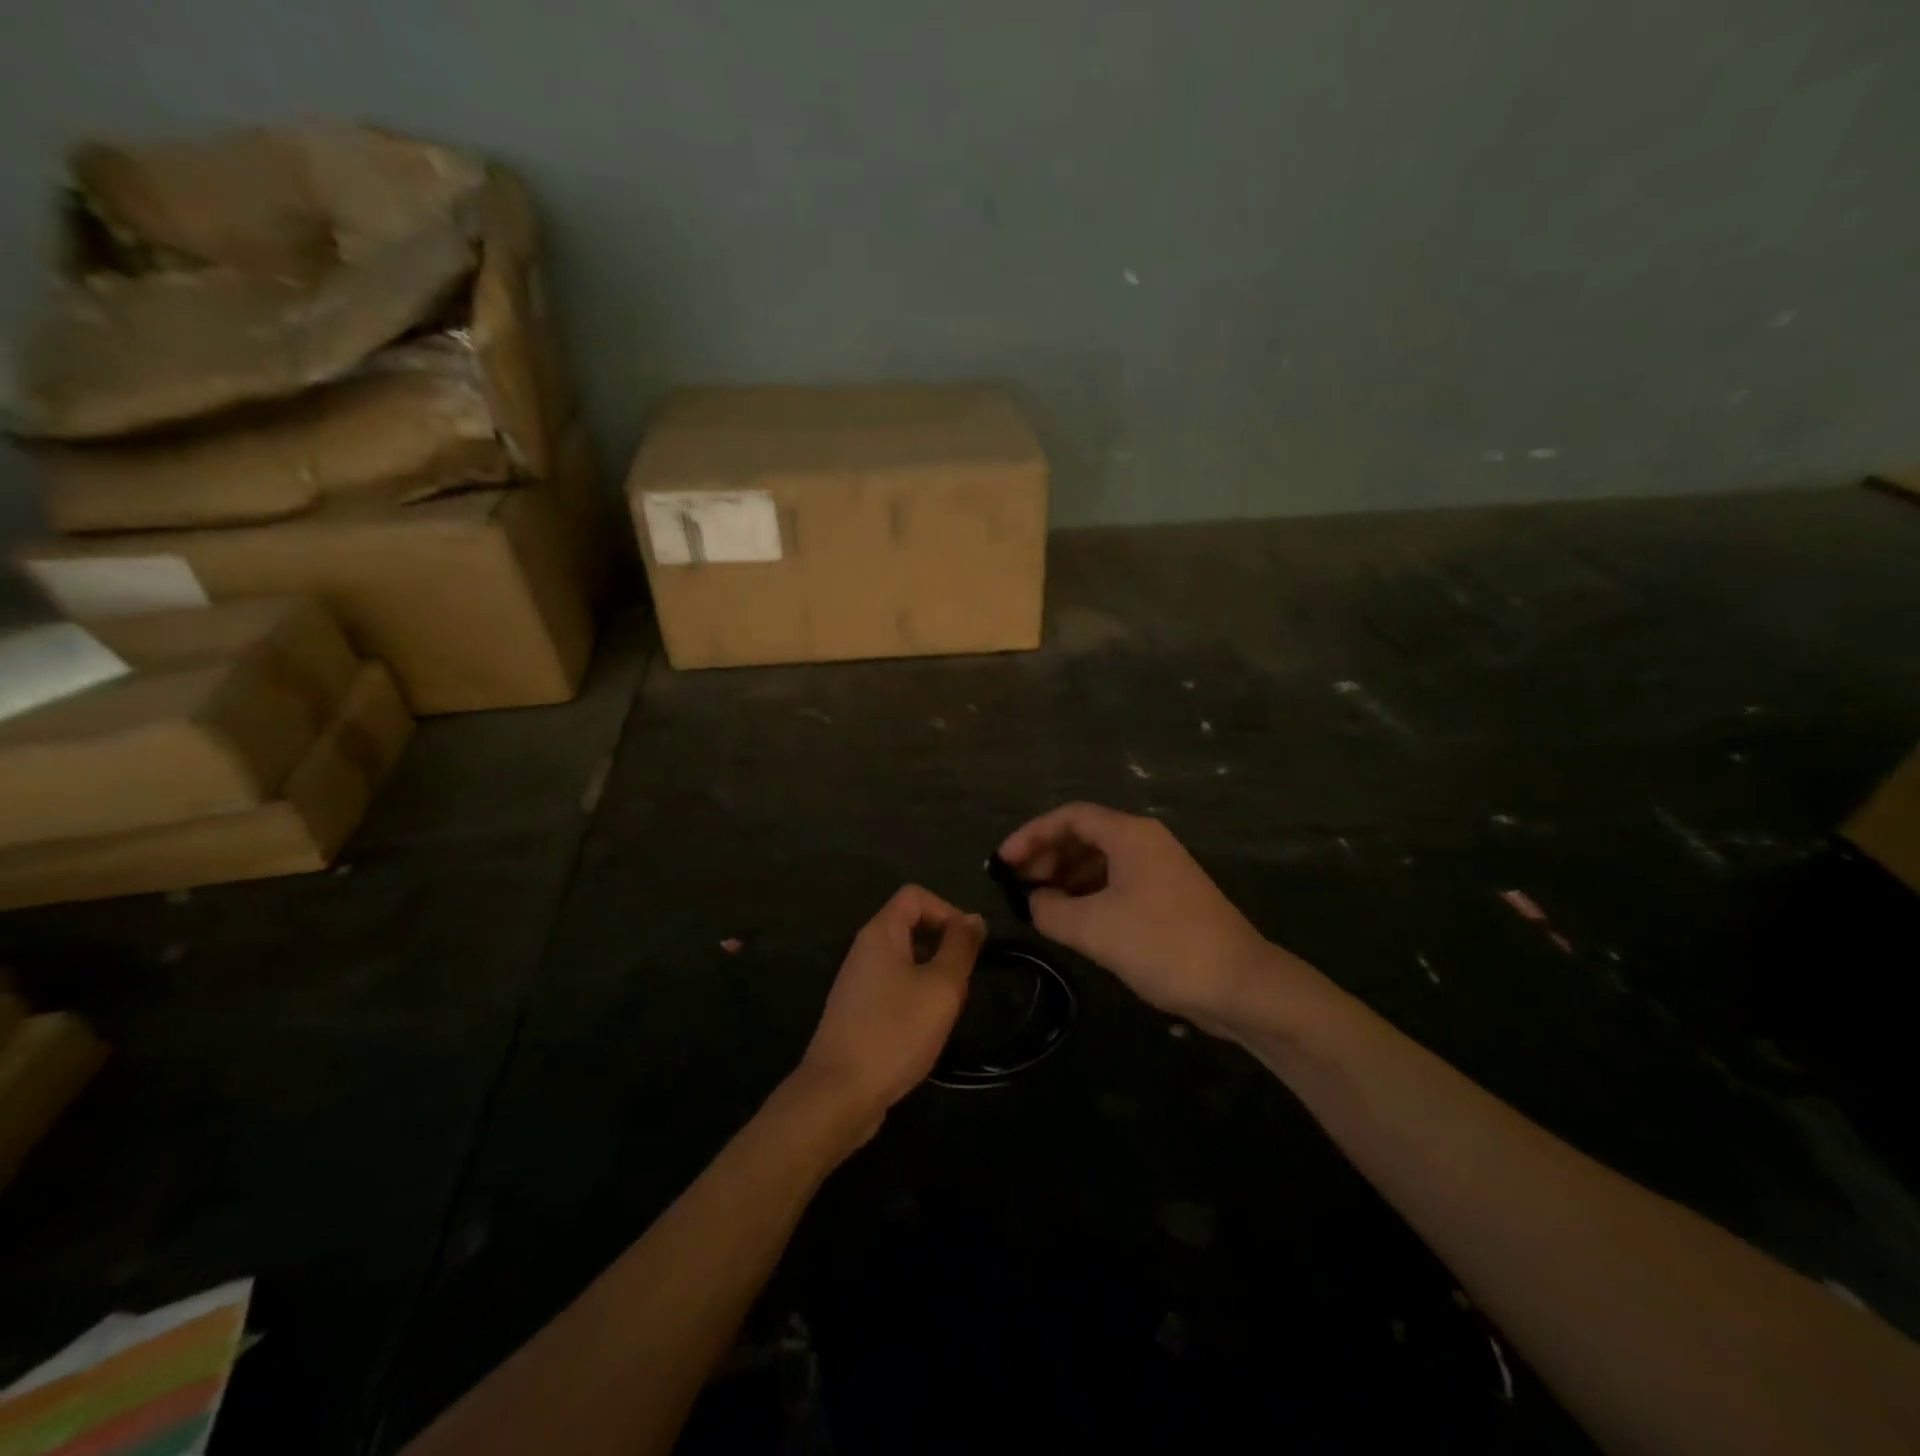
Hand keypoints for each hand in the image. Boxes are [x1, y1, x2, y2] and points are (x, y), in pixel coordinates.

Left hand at [794, 886, 984, 1136]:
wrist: (838, 1095)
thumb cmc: (895, 1032)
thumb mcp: (941, 986)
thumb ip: (960, 947)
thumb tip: (973, 918)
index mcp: (880, 933)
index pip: (915, 895)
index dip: (947, 910)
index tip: (968, 945)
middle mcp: (864, 950)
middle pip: (911, 927)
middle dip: (944, 948)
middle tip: (962, 983)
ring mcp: (857, 983)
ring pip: (905, 962)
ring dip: (933, 978)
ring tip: (947, 1011)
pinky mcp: (857, 1013)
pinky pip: (894, 990)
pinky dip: (915, 1001)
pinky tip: (925, 1032)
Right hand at [998, 803, 1289, 1034]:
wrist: (1240, 984)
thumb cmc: (1162, 945)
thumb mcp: (1094, 928)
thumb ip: (1051, 910)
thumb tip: (1034, 901)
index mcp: (1129, 835)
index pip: (1068, 817)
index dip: (1030, 835)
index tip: (1001, 863)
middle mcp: (1145, 842)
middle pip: (1084, 835)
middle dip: (1046, 856)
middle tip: (1016, 885)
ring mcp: (1160, 870)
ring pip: (1100, 860)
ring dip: (1065, 877)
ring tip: (1037, 903)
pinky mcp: (1168, 897)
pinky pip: (1116, 882)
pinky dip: (1088, 894)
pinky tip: (1071, 918)